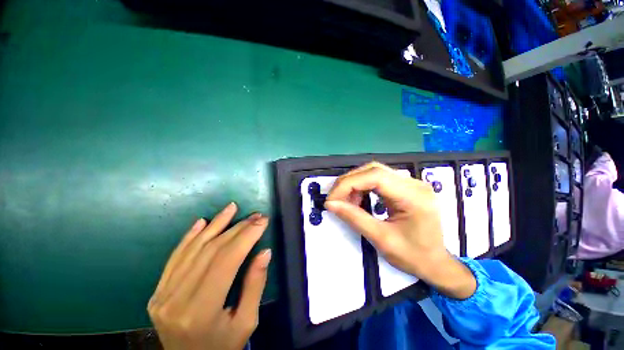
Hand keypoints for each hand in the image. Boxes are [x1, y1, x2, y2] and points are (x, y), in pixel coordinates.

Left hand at [148, 203, 270, 349]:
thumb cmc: (222, 347)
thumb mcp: (246, 322)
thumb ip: (255, 285)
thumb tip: (265, 252)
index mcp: (200, 310)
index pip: (227, 260)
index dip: (247, 235)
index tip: (263, 220)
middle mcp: (176, 298)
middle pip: (212, 250)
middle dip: (238, 228)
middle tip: (256, 215)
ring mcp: (162, 293)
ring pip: (194, 248)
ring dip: (216, 224)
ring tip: (232, 207)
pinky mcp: (158, 290)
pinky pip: (176, 256)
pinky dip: (190, 236)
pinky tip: (203, 221)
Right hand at [325, 162, 475, 298]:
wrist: (437, 263)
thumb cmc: (413, 257)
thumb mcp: (381, 239)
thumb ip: (354, 218)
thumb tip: (330, 204)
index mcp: (413, 196)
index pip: (375, 176)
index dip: (348, 184)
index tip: (332, 199)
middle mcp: (413, 183)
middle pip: (373, 169)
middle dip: (349, 182)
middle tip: (335, 198)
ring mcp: (410, 183)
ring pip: (374, 172)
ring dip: (355, 184)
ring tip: (346, 201)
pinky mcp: (405, 187)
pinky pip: (379, 179)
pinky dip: (363, 187)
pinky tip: (358, 199)